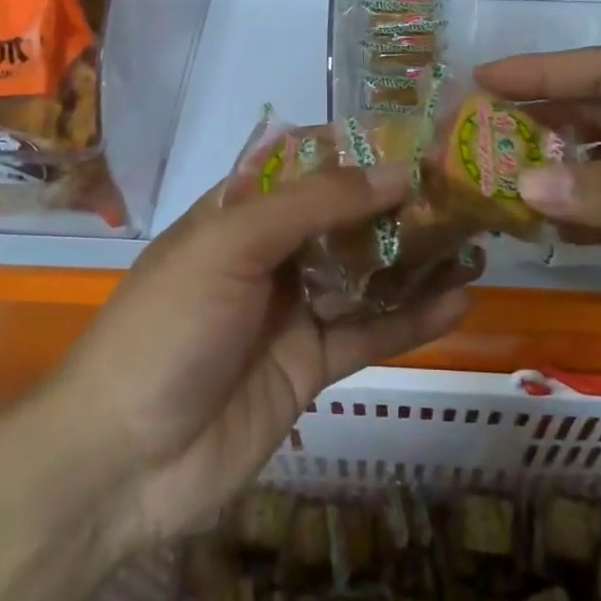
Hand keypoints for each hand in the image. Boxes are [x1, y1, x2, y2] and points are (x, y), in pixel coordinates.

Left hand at [52, 165, 475, 556]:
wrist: (123, 461)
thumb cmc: (169, 327)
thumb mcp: (232, 245)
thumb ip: (315, 204)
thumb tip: (397, 170)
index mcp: (239, 213)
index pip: (308, 166)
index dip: (360, 152)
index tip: (419, 140)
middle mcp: (269, 255)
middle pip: (345, 220)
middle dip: (399, 206)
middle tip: (463, 193)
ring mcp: (291, 311)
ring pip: (365, 275)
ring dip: (416, 260)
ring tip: (476, 240)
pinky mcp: (310, 365)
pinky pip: (370, 333)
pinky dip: (413, 318)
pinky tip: (461, 300)